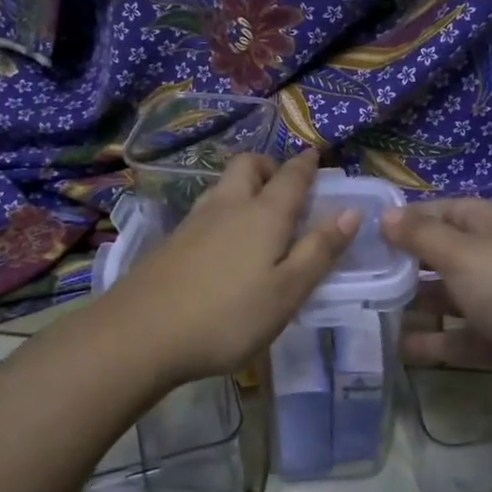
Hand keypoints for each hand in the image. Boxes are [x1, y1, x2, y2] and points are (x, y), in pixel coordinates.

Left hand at [102, 150, 358, 384]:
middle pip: (249, 166)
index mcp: (264, 215)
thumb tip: (351, 212)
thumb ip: (319, 251)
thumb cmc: (227, 316)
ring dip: (245, 185)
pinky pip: (207, 208)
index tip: (315, 156)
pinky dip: (225, 209)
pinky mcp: (171, 241)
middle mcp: (228, 206)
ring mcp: (194, 221)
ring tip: (258, 211)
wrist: (140, 334)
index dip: (306, 165)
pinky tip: (224, 241)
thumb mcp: (287, 292)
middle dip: (270, 166)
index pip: (291, 176)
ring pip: (224, 185)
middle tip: (285, 186)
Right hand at [381, 198, 491, 416]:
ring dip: (410, 302)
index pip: (441, 210)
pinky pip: (452, 336)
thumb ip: (421, 236)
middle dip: (402, 262)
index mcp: (491, 225)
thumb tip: (386, 214)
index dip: (405, 218)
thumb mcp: (464, 254)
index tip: (364, 230)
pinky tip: (393, 345)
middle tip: (356, 271)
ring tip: (365, 307)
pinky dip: (427, 341)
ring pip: (443, 296)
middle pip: (439, 253)